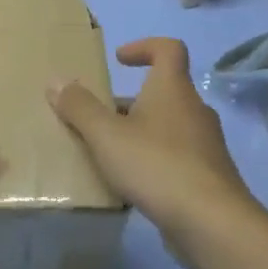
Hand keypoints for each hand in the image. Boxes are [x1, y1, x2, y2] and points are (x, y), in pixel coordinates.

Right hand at [49, 38, 258, 247]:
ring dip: (139, 133)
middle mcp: (194, 110)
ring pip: (167, 127)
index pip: (169, 49)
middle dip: (129, 101)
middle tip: (98, 118)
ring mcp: (205, 145)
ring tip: (108, 153)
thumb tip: (56, 81)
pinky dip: (152, 161)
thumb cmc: (156, 165)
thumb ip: (79, 107)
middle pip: (162, 92)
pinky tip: (130, 184)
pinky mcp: (207, 176)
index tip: (118, 60)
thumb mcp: (106, 135)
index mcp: (173, 90)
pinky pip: (175, 157)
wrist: (211, 222)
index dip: (144, 47)